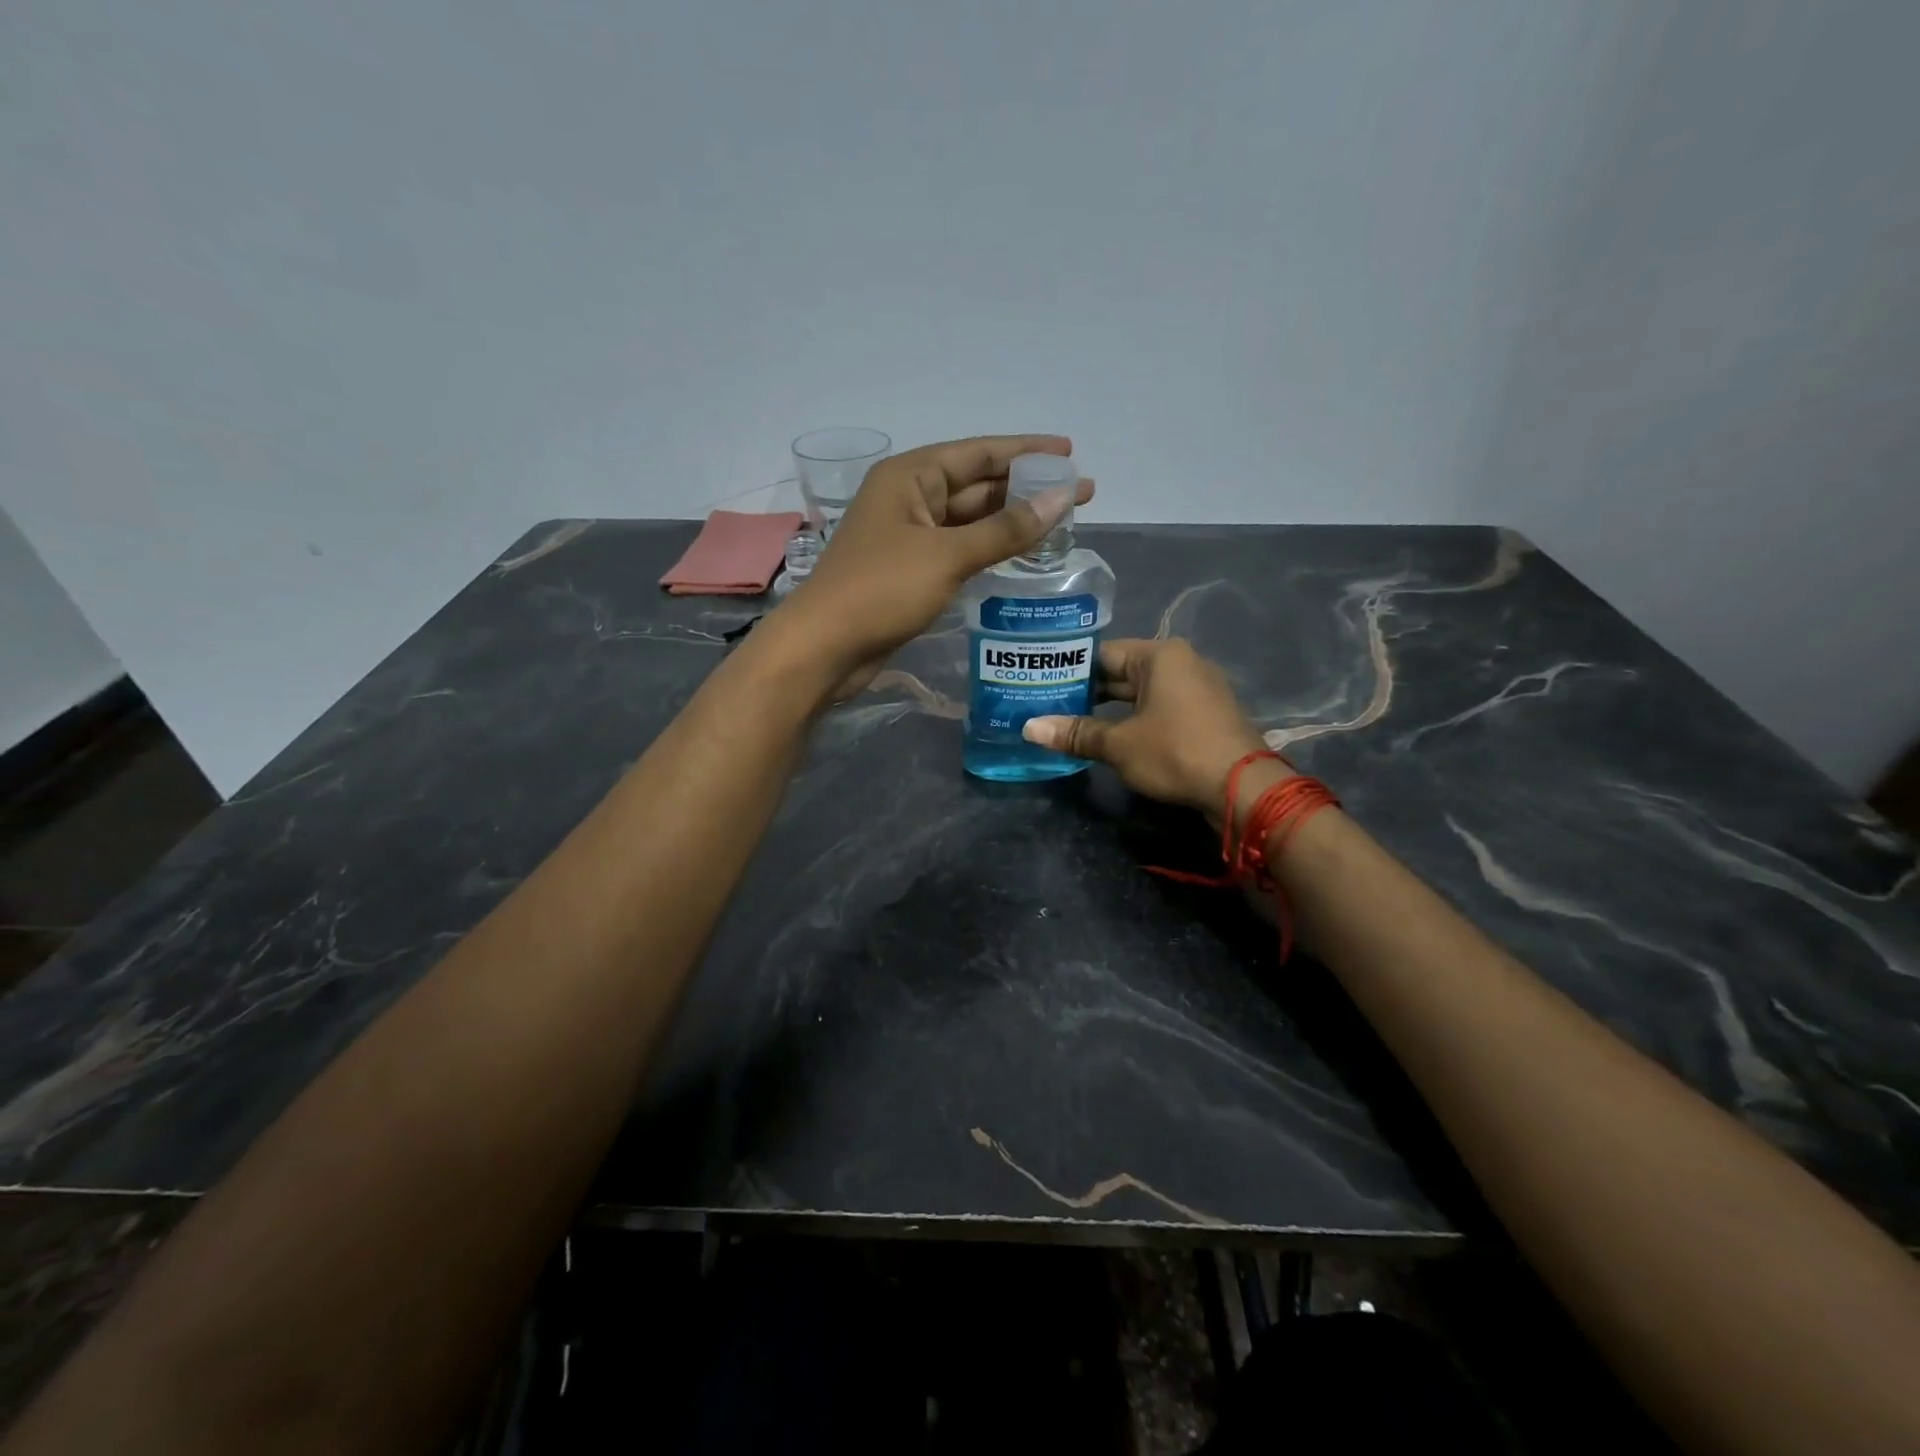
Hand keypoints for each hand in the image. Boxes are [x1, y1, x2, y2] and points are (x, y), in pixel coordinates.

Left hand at [777, 435, 1093, 684]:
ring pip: (968, 520)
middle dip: (1025, 488)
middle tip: (1078, 493)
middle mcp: (908, 498)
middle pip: (976, 485)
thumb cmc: (882, 590)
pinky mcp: (910, 570)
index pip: (979, 453)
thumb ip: (1005, 530)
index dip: (1026, 451)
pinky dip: (988, 548)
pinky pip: (958, 549)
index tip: (1069, 451)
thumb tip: (1060, 499)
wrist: (826, 647)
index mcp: (910, 477)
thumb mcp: (947, 555)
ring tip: (1060, 522)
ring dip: (1010, 521)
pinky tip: (1020, 553)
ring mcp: (907, 536)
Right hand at [1022, 638, 1282, 814]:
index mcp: (1160, 656)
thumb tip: (1029, 728)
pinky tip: (1110, 738)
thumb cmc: (1176, 752)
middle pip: (1122, 673)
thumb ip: (1076, 733)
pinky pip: (1160, 709)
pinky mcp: (1204, 715)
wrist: (1242, 788)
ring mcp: (1197, 689)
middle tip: (1048, 707)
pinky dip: (1134, 720)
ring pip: (1141, 694)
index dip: (1070, 670)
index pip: (1103, 654)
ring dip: (1110, 710)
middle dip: (1087, 692)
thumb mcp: (1119, 744)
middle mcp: (1181, 663)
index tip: (1041, 686)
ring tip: (1071, 724)